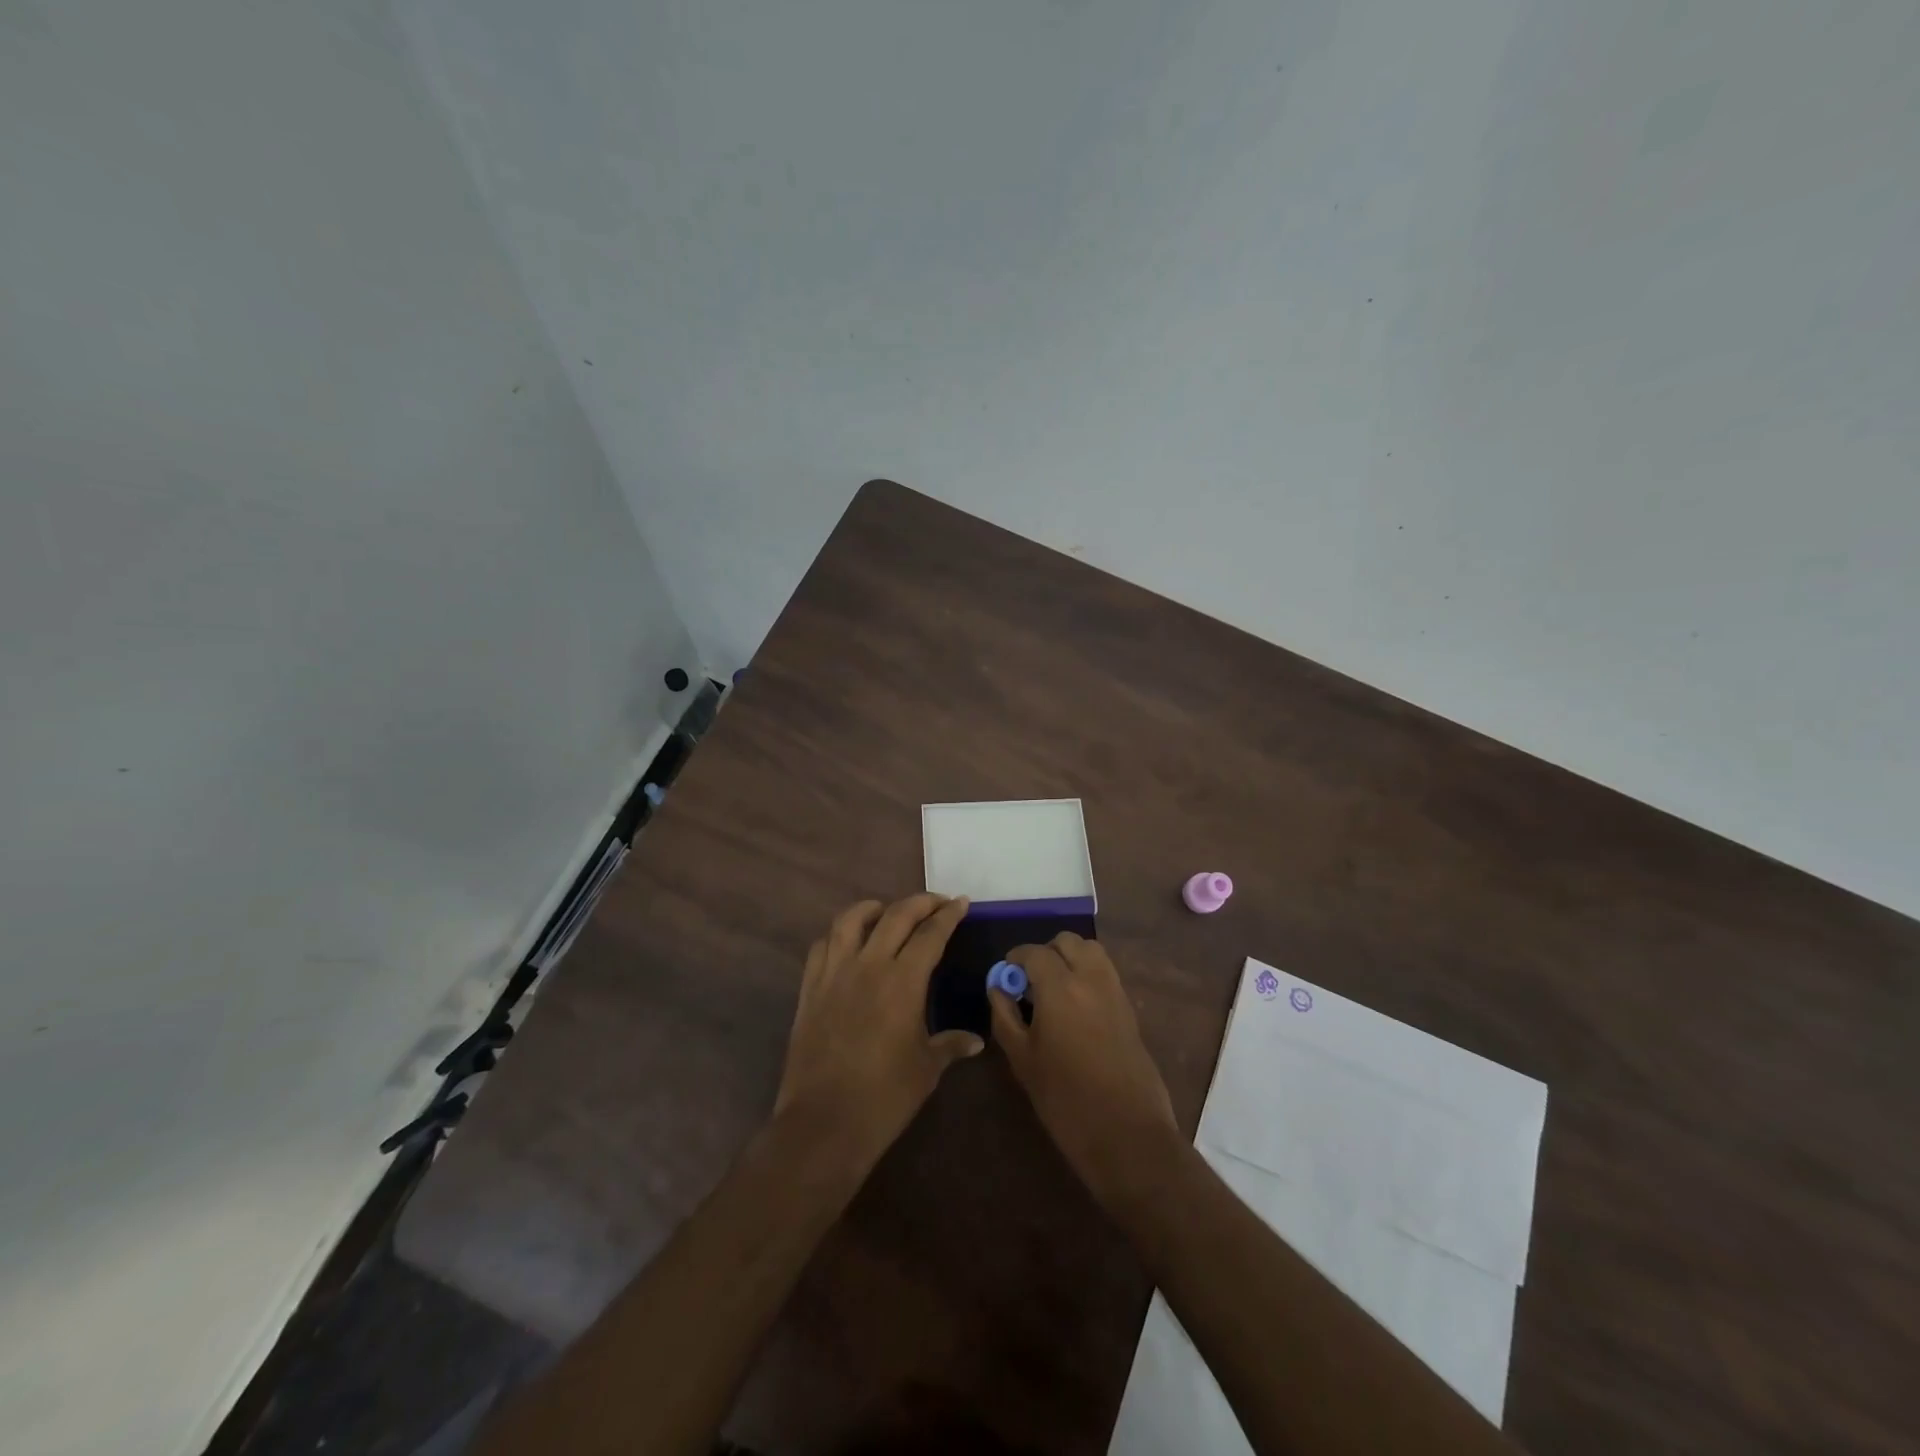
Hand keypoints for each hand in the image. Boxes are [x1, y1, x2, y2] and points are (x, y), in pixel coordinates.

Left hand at [774, 894, 980, 1166]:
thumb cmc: (885, 1097)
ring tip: (887, 912)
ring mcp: (834, 973)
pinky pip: (822, 946)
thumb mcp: (927, 1069)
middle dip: (920, 902)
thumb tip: (975, 1041)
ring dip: (874, 908)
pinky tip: (848, 943)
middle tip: (937, 903)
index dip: (948, 915)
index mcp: (903, 981)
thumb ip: (951, 1045)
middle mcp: (869, 965)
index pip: (931, 934)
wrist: (824, 1123)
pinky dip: (839, 935)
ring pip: (851, 919)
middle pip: (896, 915)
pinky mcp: (810, 988)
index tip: (960, 902)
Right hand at [989, 933, 1180, 1209]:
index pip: (1034, 952)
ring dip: (1070, 958)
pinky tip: (1075, 1008)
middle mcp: (1091, 978)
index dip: (1015, 959)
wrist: (1127, 1134)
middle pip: (1067, 942)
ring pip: (1092, 952)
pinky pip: (1106, 973)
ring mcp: (1115, 992)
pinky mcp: (1130, 1009)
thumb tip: (998, 987)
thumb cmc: (1065, 1100)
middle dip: (1045, 953)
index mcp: (1060, 987)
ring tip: (1054, 990)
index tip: (1005, 976)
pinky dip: (1088, 974)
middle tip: (1030, 982)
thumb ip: (1005, 1016)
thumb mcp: (1022, 1059)